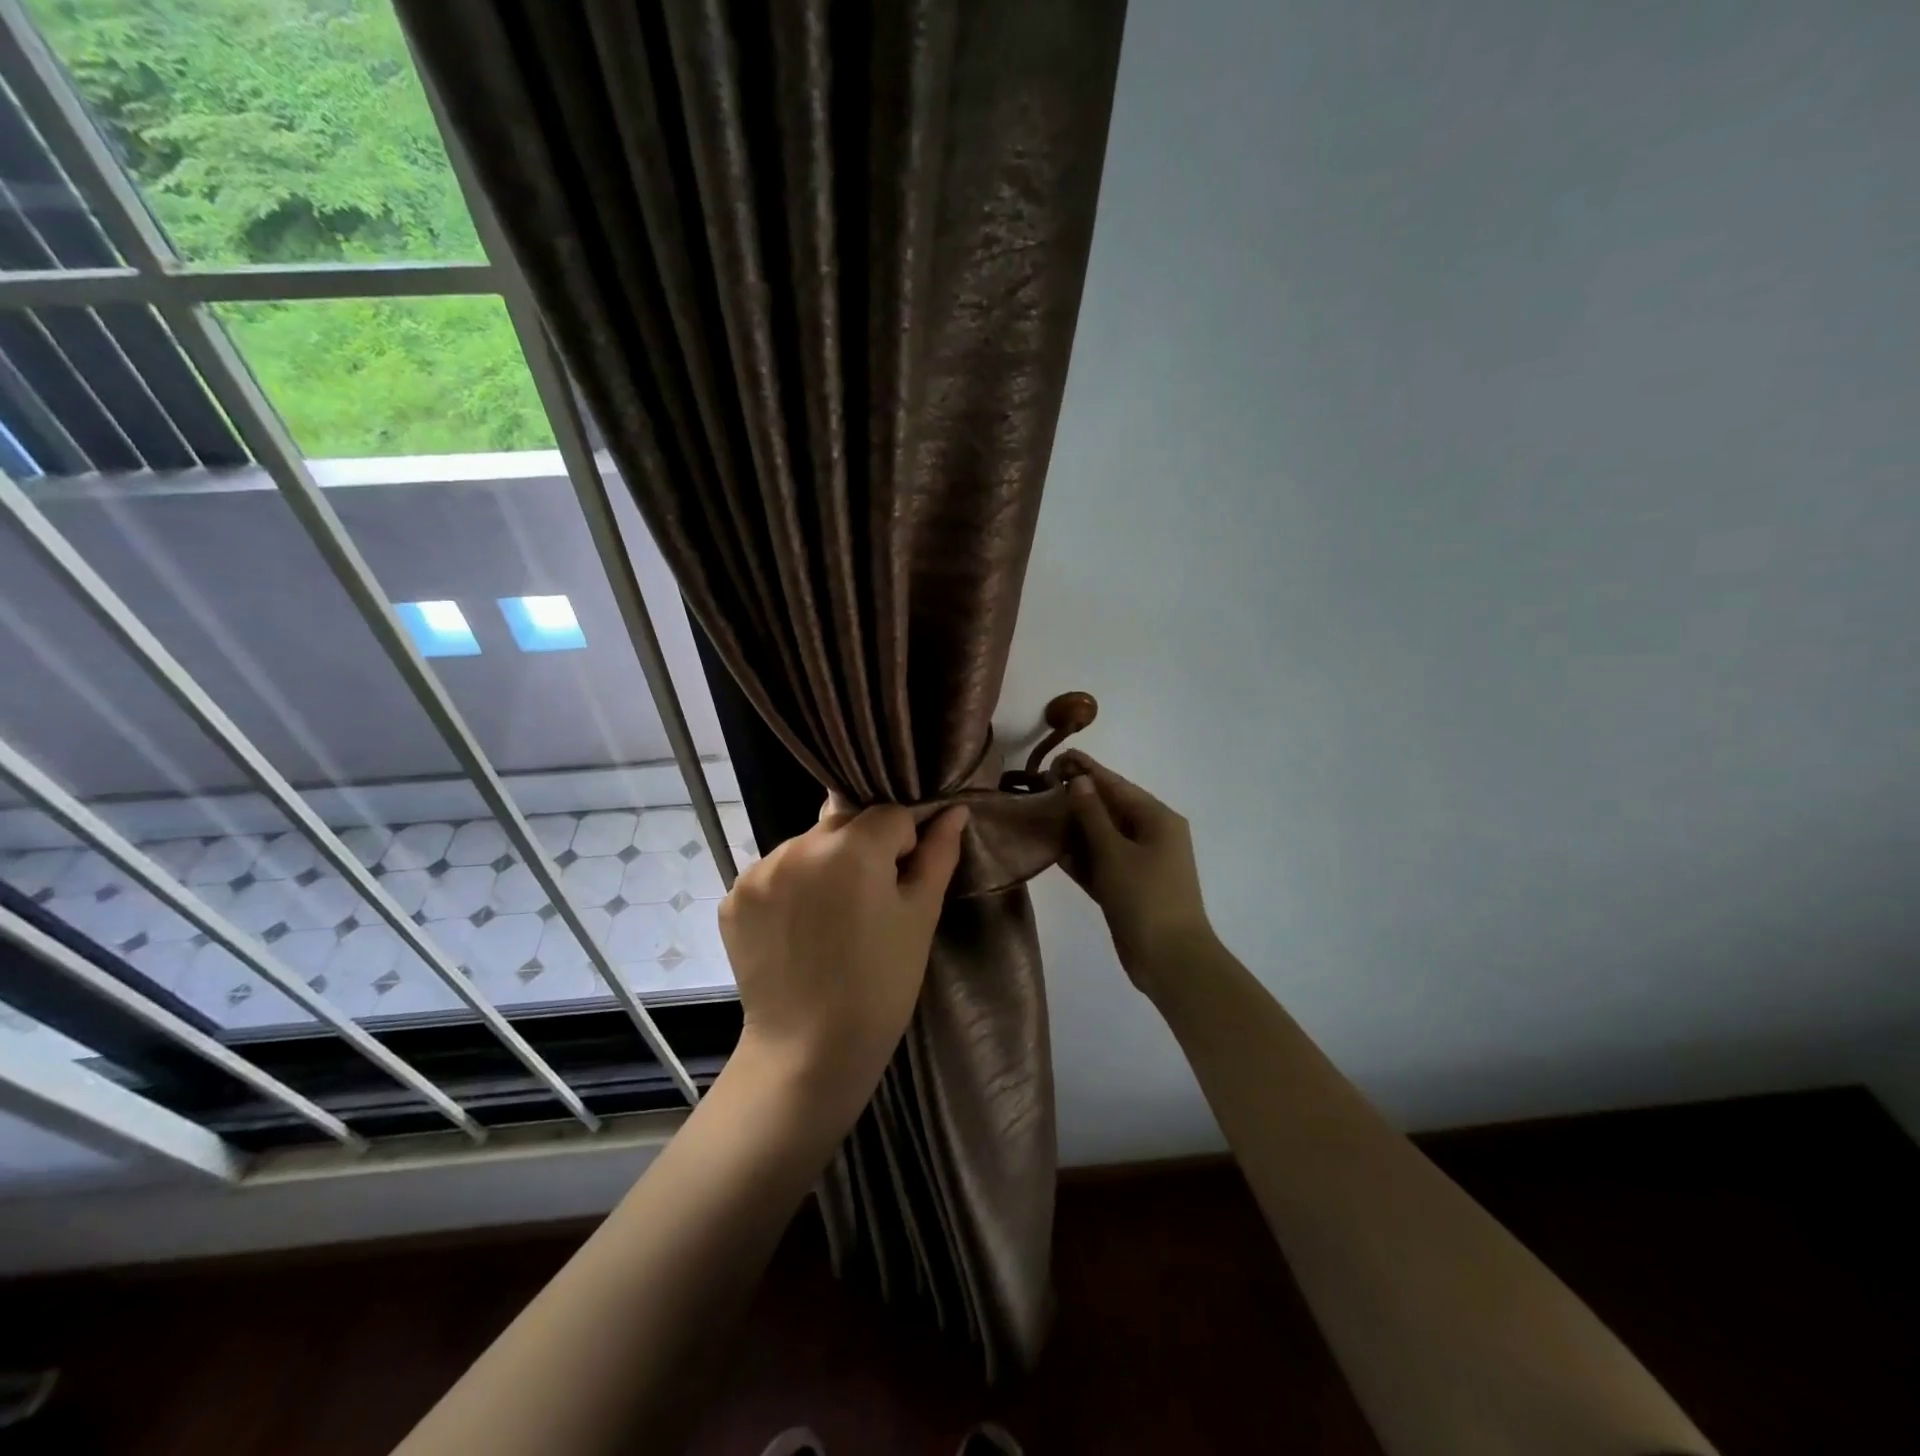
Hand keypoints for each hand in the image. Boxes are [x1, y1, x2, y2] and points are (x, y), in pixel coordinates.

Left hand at [719, 801, 968, 1113]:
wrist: (810, 1051)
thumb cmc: (881, 984)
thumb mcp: (920, 917)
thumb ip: (937, 854)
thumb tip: (954, 811)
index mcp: (851, 848)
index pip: (890, 815)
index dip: (904, 845)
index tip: (900, 886)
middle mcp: (798, 846)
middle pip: (844, 824)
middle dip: (861, 850)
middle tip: (868, 904)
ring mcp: (758, 872)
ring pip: (807, 846)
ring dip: (823, 867)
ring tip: (830, 921)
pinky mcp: (734, 897)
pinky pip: (773, 874)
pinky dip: (789, 889)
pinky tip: (799, 929)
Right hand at [1057, 751, 1215, 989]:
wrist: (1170, 960)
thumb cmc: (1145, 898)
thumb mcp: (1114, 852)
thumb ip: (1093, 815)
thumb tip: (1079, 781)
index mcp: (1157, 819)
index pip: (1116, 785)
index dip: (1087, 770)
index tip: (1058, 756)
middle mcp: (1151, 835)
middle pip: (1109, 808)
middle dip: (1077, 797)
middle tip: (1040, 785)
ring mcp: (1140, 862)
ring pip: (1102, 836)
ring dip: (1074, 826)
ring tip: (1039, 812)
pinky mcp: (1128, 886)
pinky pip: (1101, 861)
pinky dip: (1080, 855)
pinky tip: (1052, 846)